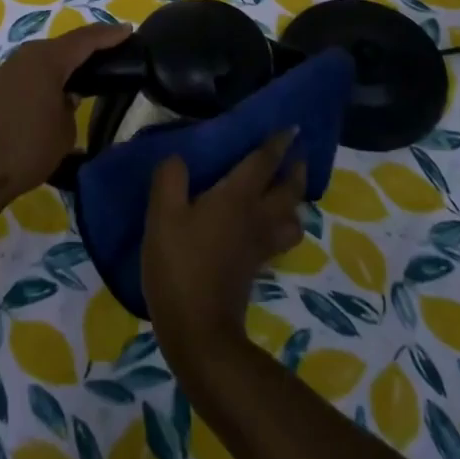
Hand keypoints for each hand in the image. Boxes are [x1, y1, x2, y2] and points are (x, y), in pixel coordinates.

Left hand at [0, 22, 130, 207]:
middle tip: (108, 54)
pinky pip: (26, 75)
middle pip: (61, 46)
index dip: (108, 35)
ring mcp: (4, 72)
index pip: (85, 40)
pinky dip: (43, 79)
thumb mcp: (64, 130)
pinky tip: (51, 95)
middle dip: (85, 48)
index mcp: (46, 59)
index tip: (127, 30)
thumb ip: (71, 106)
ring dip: (61, 65)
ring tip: (81, 77)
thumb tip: (65, 97)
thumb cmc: (28, 147)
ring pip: (40, 60)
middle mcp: (23, 57)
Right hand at [142, 130, 306, 365]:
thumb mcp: (162, 215)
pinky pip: (279, 239)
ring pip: (291, 218)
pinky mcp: (255, 268)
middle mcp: (256, 217)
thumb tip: (178, 158)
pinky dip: (282, 227)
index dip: (277, 143)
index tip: (293, 128)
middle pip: (288, 190)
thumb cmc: (180, 265)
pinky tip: (267, 228)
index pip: (263, 162)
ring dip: (294, 202)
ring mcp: (259, 246)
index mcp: (237, 197)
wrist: (198, 329)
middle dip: (294, 171)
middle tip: (296, 156)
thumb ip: (170, 178)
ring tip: (286, 194)